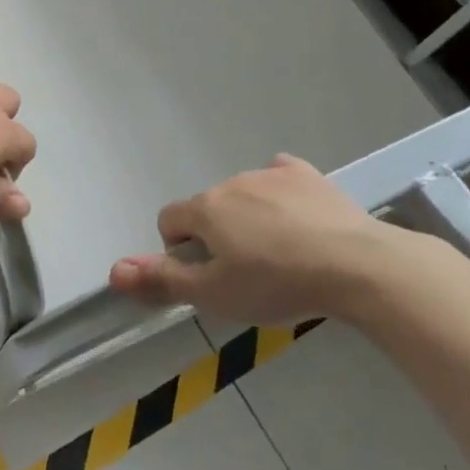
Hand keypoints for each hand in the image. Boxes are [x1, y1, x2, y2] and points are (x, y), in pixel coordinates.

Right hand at [109, 154, 421, 324]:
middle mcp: (231, 182)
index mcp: (205, 209)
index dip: (179, 250)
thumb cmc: (277, 284)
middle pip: (208, 208)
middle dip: (217, 235)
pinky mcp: (307, 175)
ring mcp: (271, 174)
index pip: (169, 220)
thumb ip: (161, 280)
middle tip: (246, 273)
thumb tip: (113, 270)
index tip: (207, 276)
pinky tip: (297, 217)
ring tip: (280, 254)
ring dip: (248, 218)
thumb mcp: (214, 294)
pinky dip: (278, 194)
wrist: (357, 266)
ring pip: (243, 195)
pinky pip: (279, 177)